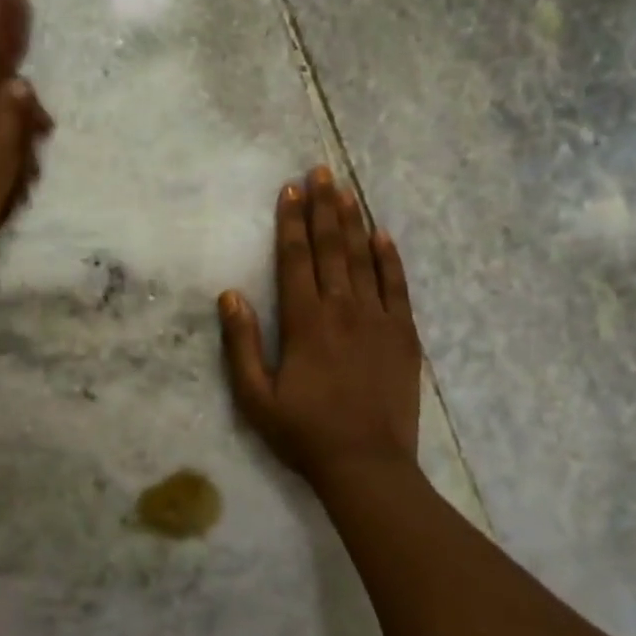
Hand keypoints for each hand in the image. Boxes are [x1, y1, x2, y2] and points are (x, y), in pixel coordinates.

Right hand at [219, 167, 421, 484]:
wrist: (366, 464)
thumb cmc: (304, 433)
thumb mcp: (255, 396)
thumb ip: (241, 343)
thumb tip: (231, 295)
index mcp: (304, 322)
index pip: (296, 259)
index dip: (291, 222)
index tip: (290, 190)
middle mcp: (342, 309)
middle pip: (331, 248)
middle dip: (323, 207)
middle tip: (321, 171)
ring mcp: (378, 319)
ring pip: (363, 259)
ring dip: (353, 222)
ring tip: (346, 190)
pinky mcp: (404, 335)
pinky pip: (398, 286)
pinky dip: (390, 258)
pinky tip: (383, 235)